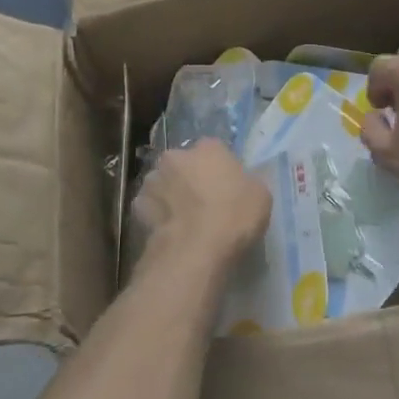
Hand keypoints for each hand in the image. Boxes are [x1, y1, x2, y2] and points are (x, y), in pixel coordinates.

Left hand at [132, 139, 269, 271]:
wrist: (194, 251)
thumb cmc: (234, 217)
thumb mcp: (261, 196)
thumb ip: (249, 181)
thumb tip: (242, 181)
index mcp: (208, 147)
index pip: (214, 150)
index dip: (219, 169)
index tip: (225, 187)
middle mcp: (176, 156)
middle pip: (184, 163)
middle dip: (189, 177)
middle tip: (202, 203)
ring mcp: (153, 180)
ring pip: (163, 183)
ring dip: (170, 194)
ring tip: (182, 220)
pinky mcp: (137, 206)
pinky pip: (149, 207)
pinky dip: (156, 215)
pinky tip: (168, 231)